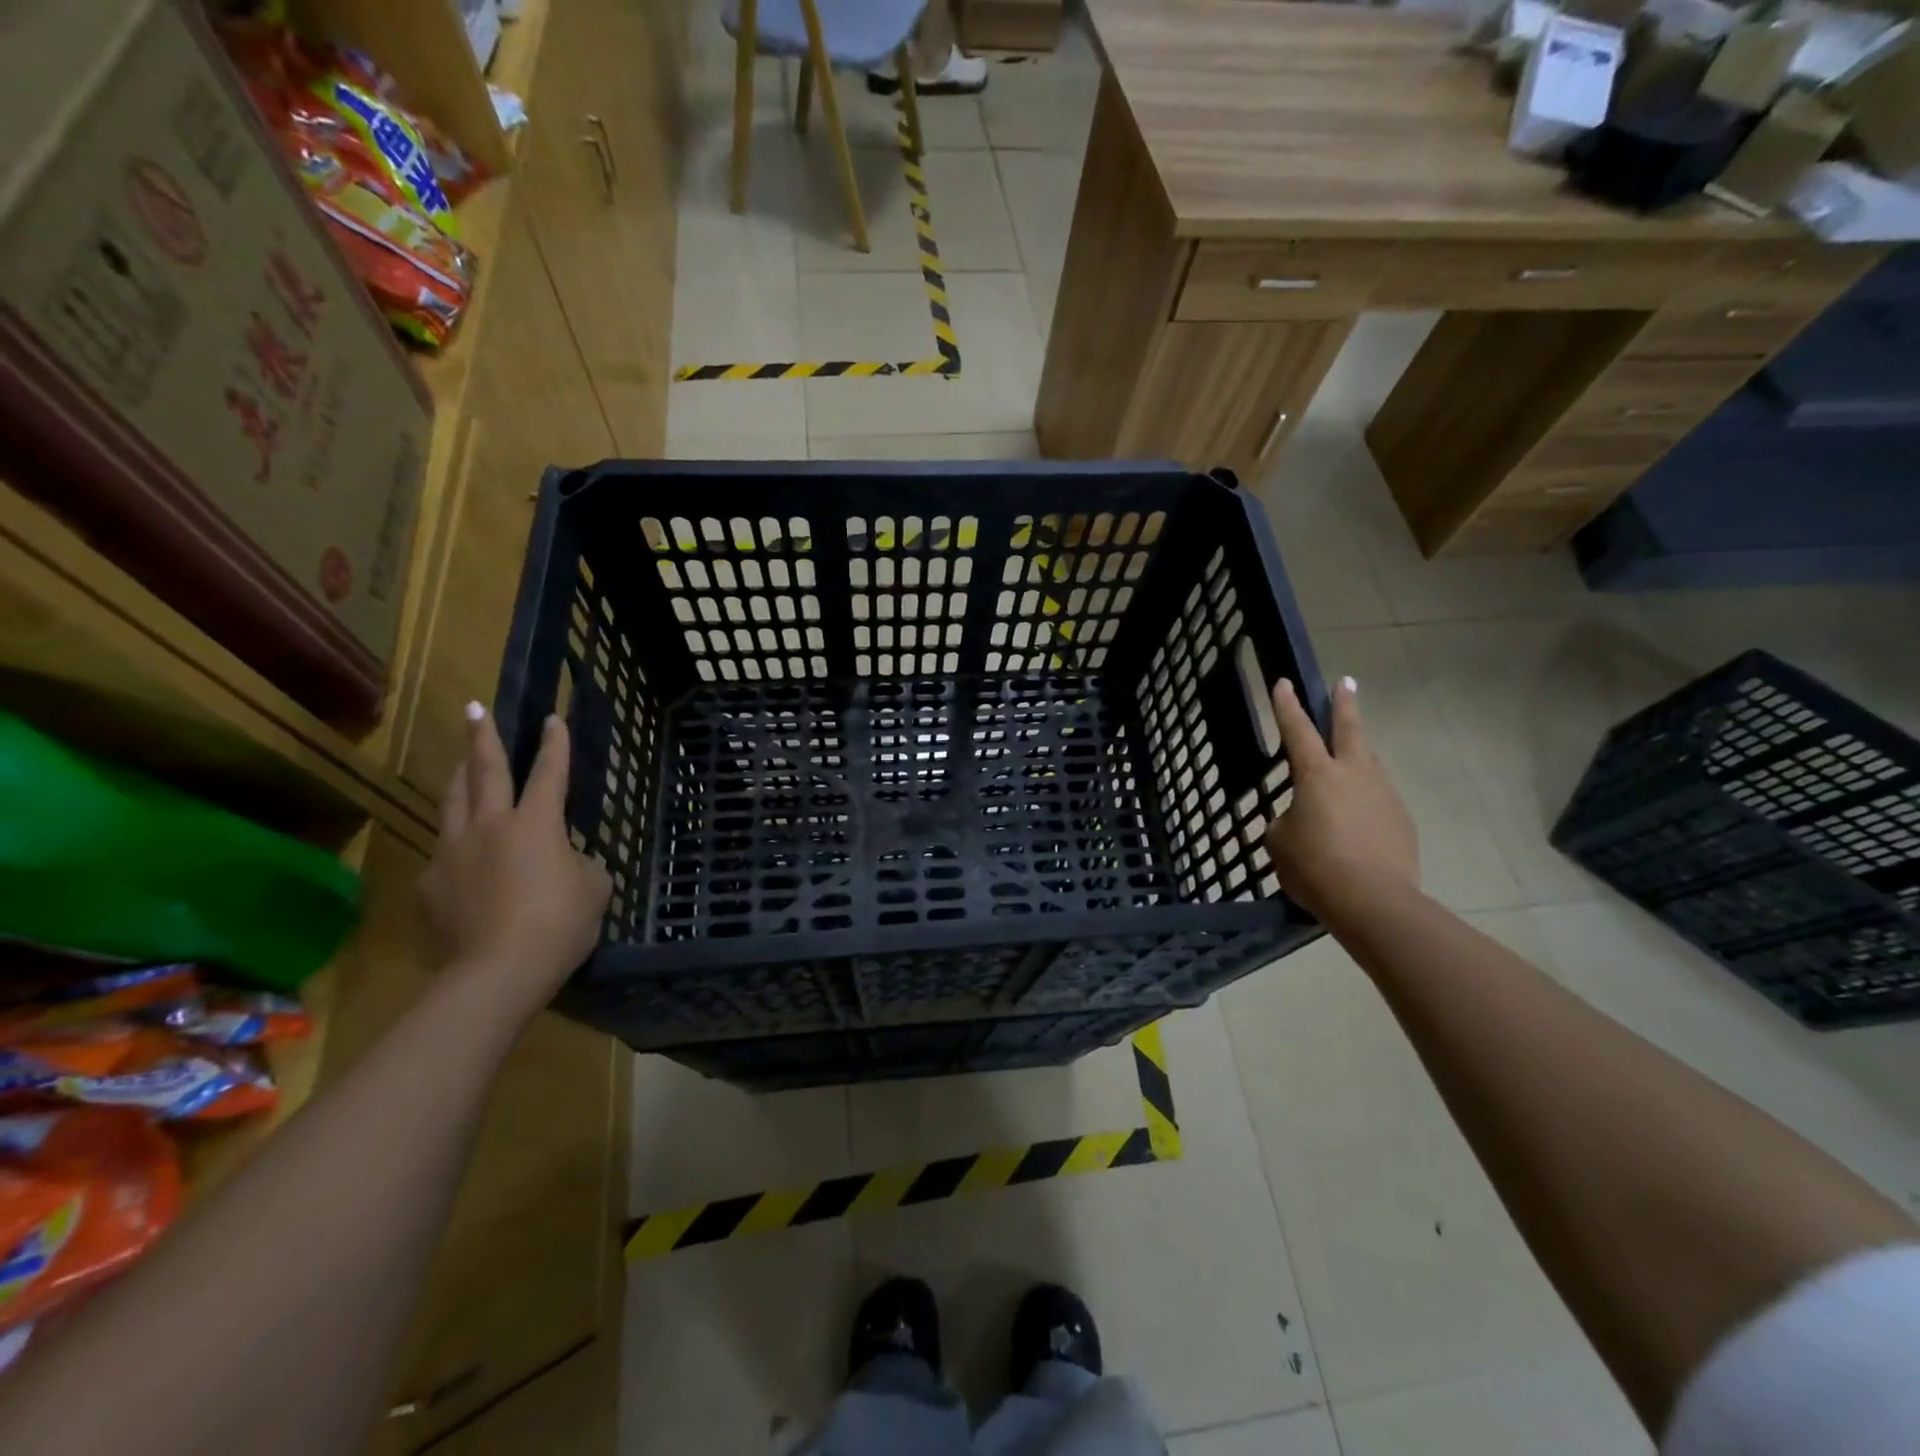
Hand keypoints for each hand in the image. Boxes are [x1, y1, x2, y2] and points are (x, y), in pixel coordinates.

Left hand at [419, 705, 611, 1018]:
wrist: (496, 973)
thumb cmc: (559, 925)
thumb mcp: (593, 888)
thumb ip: (579, 862)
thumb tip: (563, 860)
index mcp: (536, 823)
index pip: (549, 772)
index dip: (555, 744)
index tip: (553, 718)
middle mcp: (490, 825)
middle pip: (484, 771)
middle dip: (483, 737)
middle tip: (475, 709)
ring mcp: (452, 852)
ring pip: (452, 803)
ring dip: (458, 778)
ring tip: (459, 765)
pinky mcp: (430, 884)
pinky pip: (443, 853)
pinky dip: (456, 846)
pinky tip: (462, 859)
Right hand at [1265, 677, 1419, 924]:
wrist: (1375, 902)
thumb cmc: (1315, 867)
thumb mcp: (1280, 841)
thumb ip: (1288, 819)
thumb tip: (1302, 817)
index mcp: (1317, 775)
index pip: (1297, 730)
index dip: (1287, 706)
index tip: (1285, 682)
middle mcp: (1354, 774)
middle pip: (1349, 729)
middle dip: (1344, 704)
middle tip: (1346, 683)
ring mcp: (1384, 795)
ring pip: (1369, 763)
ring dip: (1358, 754)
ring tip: (1349, 758)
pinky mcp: (1401, 820)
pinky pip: (1378, 798)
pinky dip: (1365, 799)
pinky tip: (1357, 818)